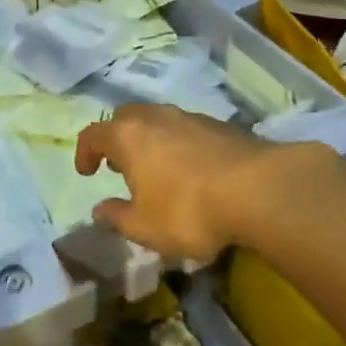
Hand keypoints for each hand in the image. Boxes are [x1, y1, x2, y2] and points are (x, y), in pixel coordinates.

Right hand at [75, 104, 330, 261]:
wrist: (260, 190)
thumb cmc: (189, 209)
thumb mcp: (145, 227)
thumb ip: (117, 218)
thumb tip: (99, 210)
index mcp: (127, 136)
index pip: (93, 134)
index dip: (85, 152)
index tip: (86, 172)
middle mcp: (154, 117)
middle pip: (125, 117)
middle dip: (117, 138)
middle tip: (121, 165)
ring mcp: (189, 117)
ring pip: (158, 120)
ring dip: (150, 140)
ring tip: (157, 169)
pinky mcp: (221, 125)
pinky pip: (187, 129)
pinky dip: (180, 144)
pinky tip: (193, 171)